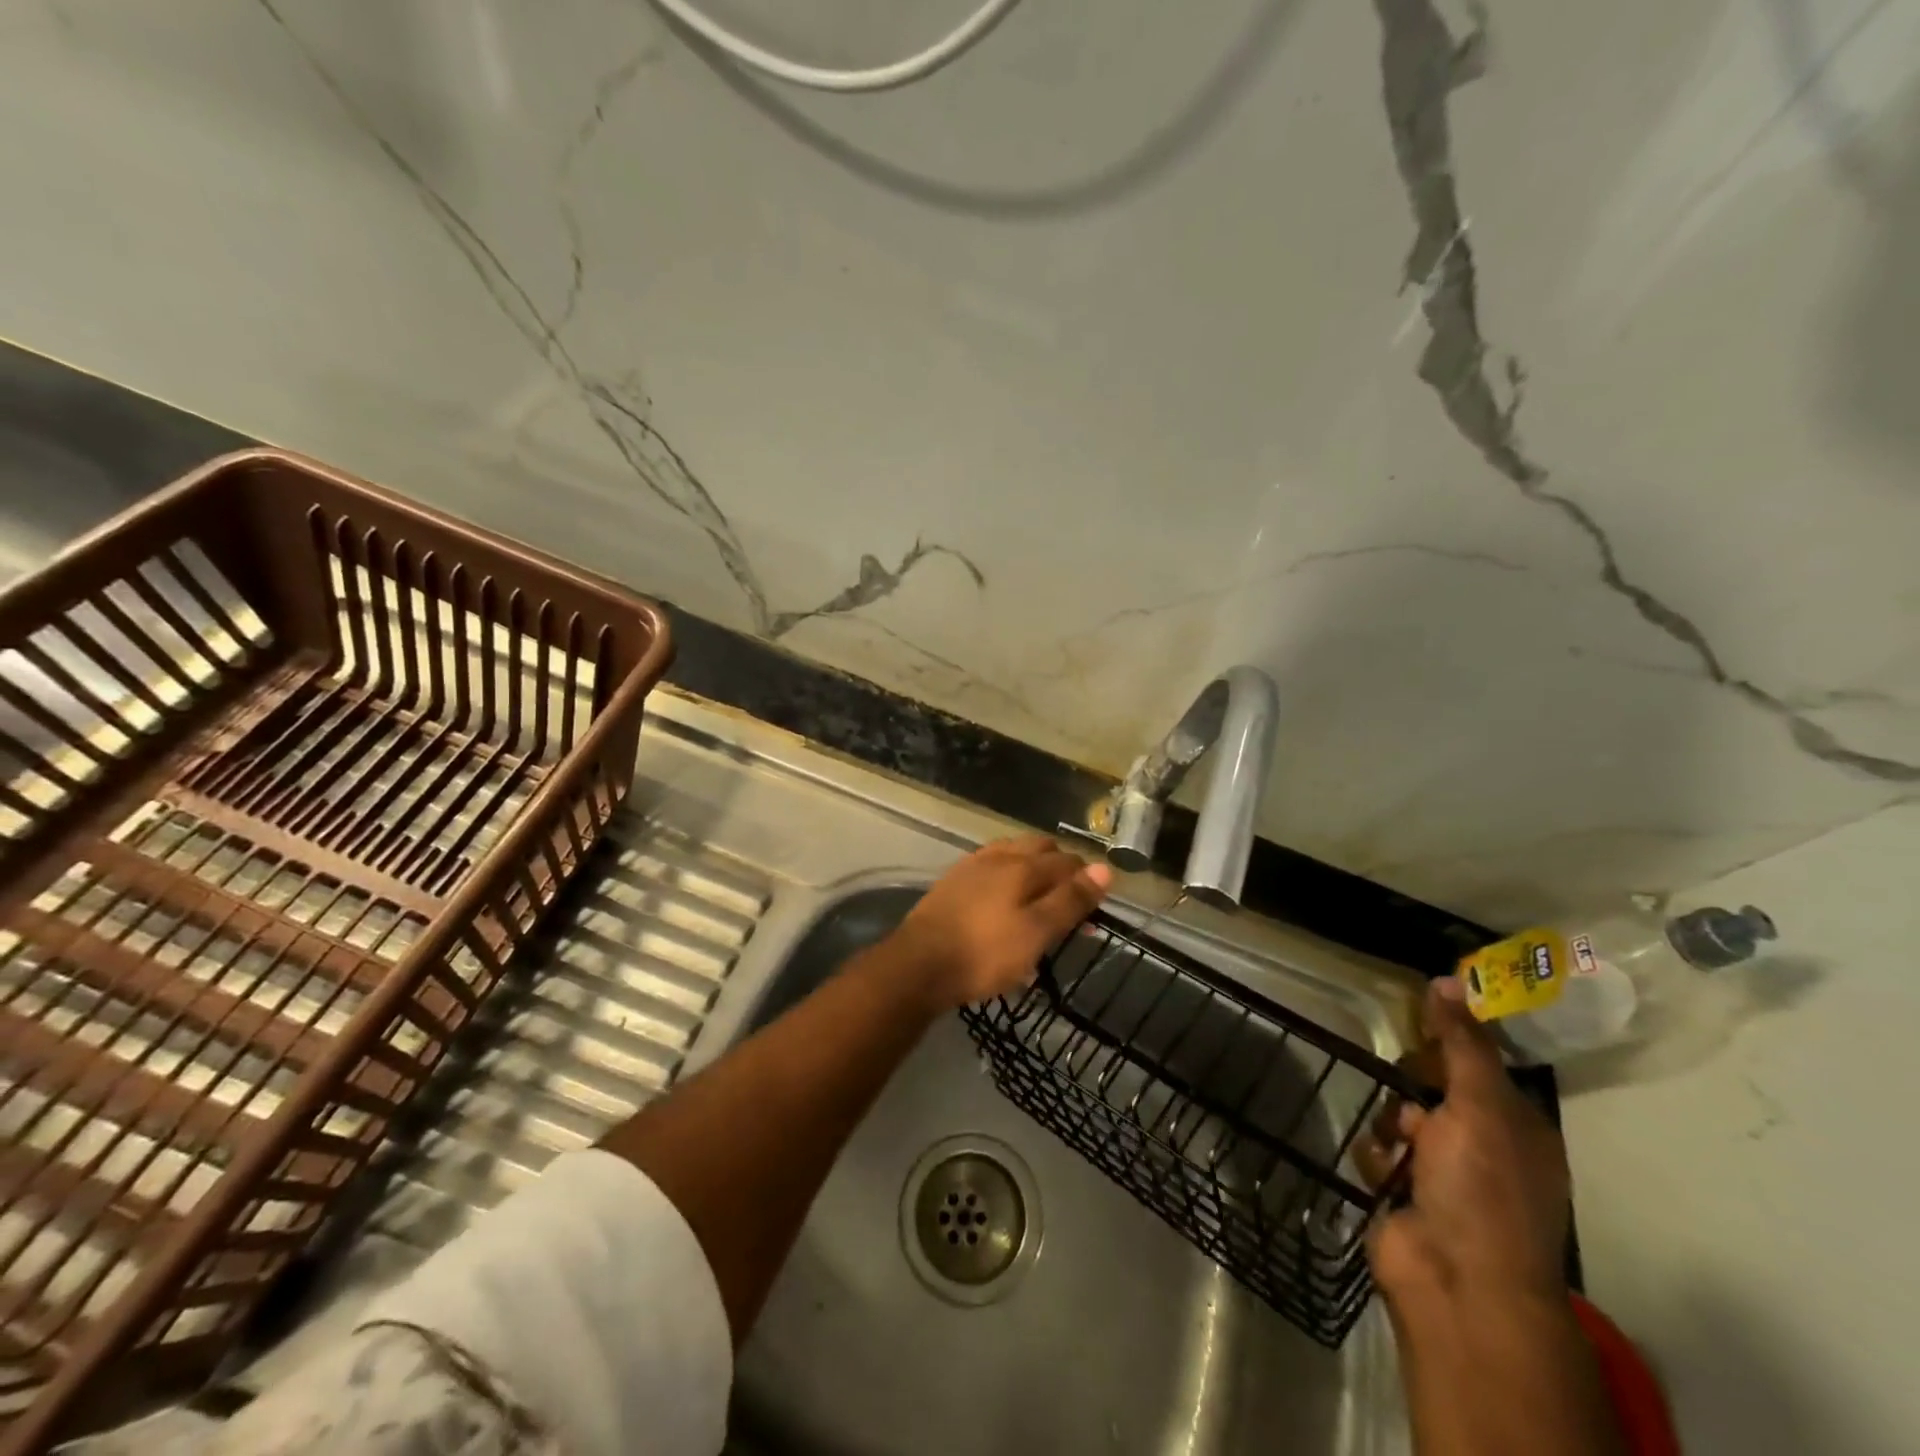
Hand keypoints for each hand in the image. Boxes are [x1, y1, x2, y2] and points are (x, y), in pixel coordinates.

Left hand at [890, 835, 1112, 1009]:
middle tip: (1069, 903)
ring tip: (1040, 899)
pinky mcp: (953, 881)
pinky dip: (1008, 876)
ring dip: (1033, 869)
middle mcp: (999, 856)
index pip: (1068, 861)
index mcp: (1023, 866)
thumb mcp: (1037, 933)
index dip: (1087, 880)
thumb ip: (1071, 900)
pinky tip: (1004, 899)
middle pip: (1040, 850)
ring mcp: (972, 865)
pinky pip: (991, 867)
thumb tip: (1105, 868)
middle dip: (1061, 869)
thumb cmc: (985, 953)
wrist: (919, 964)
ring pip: (1014, 854)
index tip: (1094, 909)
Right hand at [1363, 976, 1570, 1308]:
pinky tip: (1387, 1174)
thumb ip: (1461, 1042)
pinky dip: (1380, 1158)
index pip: (1479, 1067)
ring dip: (1392, 1125)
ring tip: (1399, 1146)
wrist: (1457, 1280)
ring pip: (1400, 1118)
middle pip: (1434, 1090)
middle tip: (1410, 1088)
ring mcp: (1443, 1176)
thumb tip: (1447, 979)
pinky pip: (1380, 1152)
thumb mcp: (1479, 1104)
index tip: (1420, 1026)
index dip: (1450, 1045)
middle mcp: (1484, 1150)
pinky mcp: (1403, 1193)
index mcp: (1516, 1129)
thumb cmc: (1482, 1186)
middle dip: (1414, 1088)